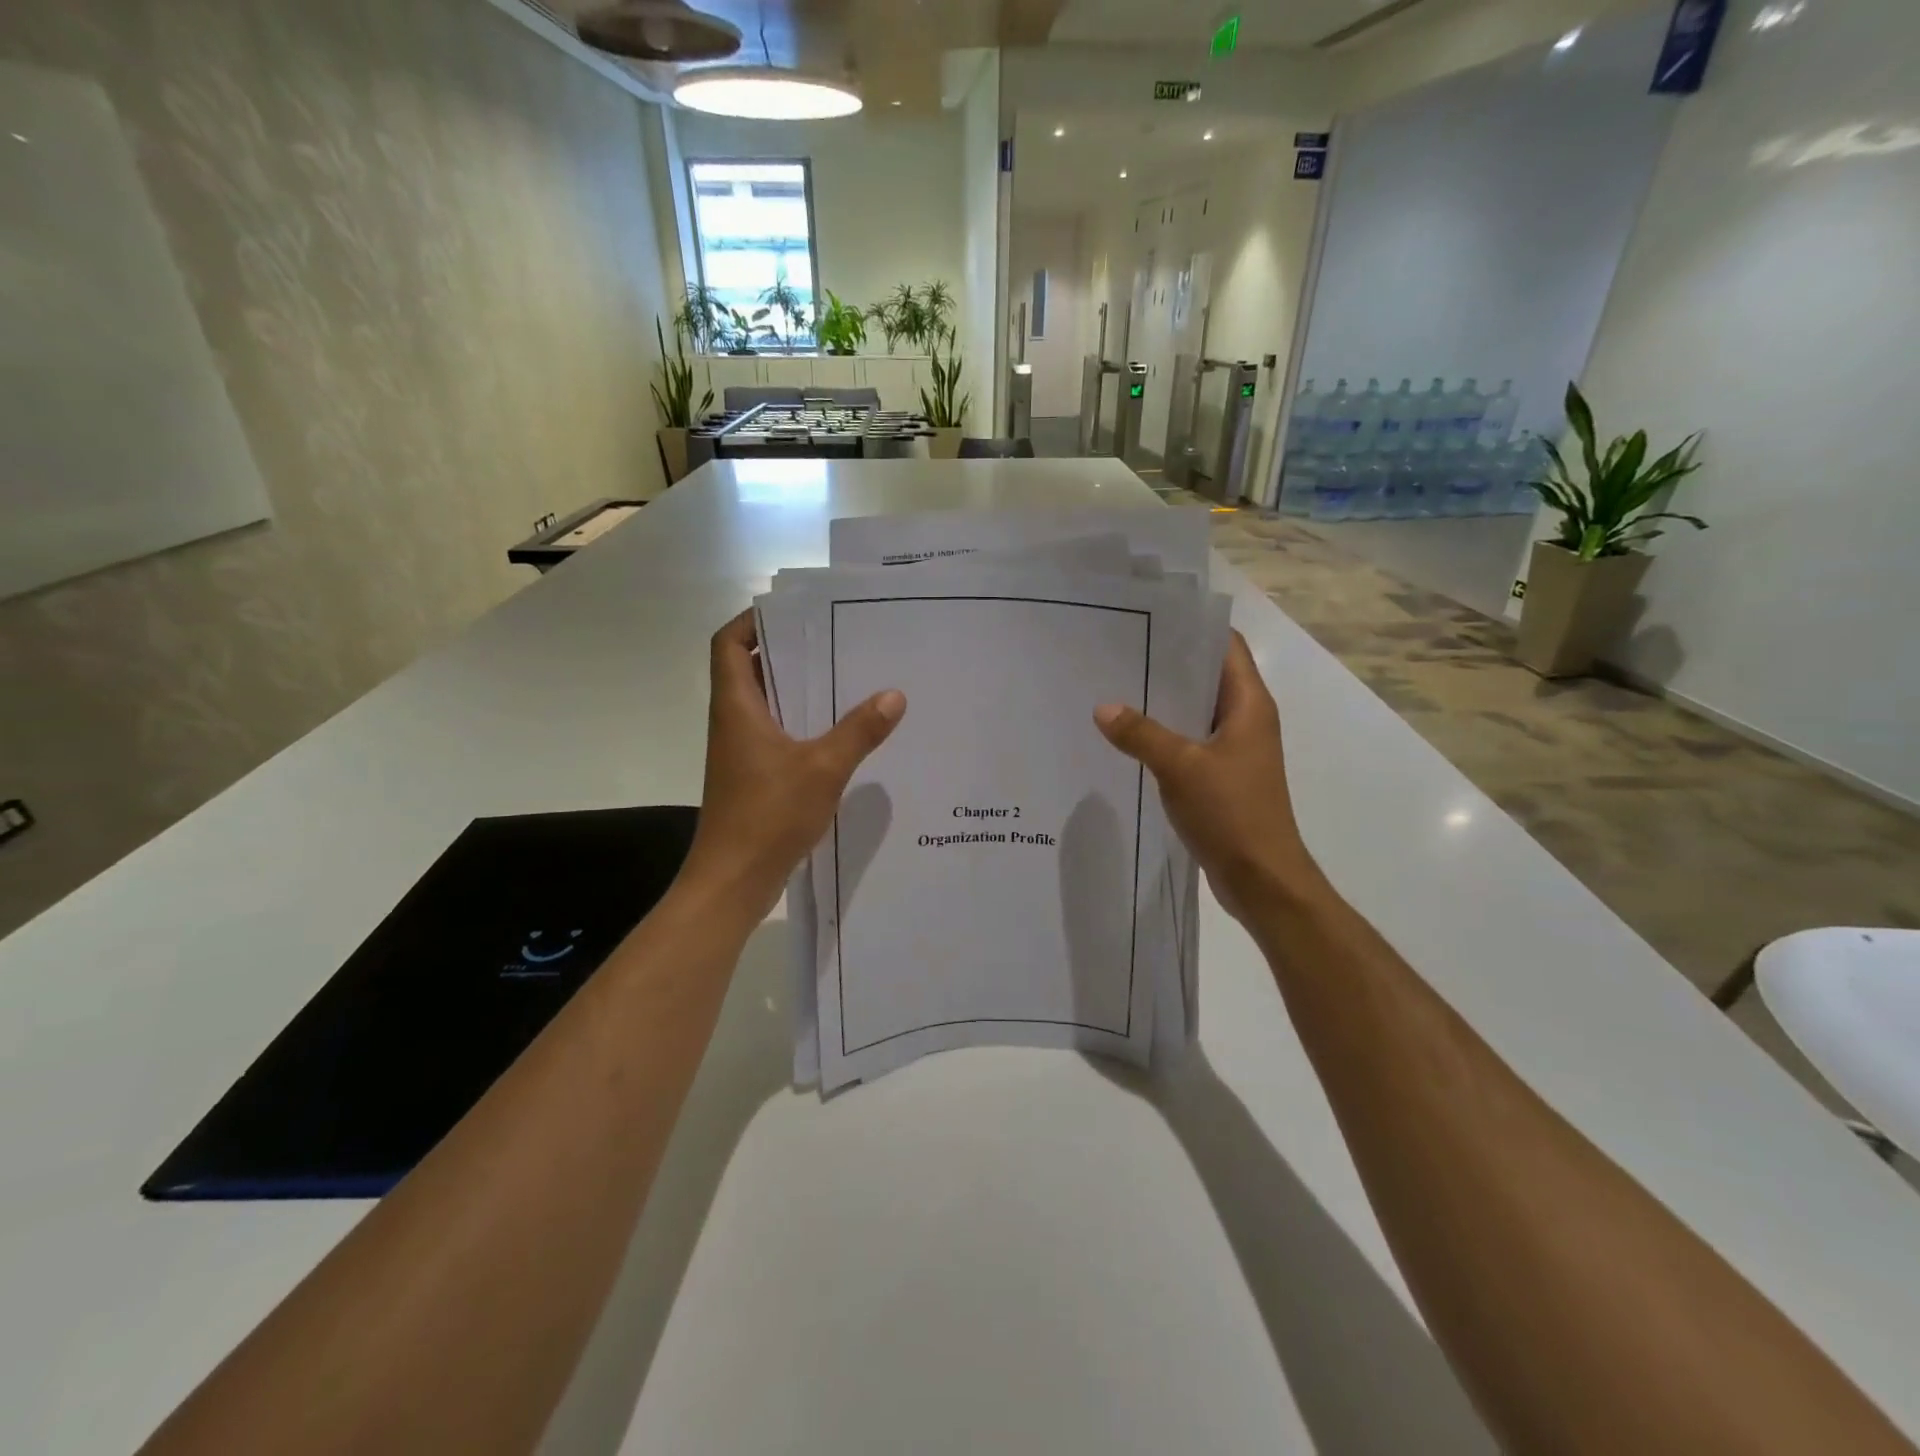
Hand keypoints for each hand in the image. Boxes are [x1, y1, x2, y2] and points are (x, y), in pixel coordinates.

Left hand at [680, 611, 905, 922]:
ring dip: (799, 689)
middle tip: (836, 639)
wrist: (734, 880)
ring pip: (767, 704)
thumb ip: (859, 731)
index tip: (793, 613)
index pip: (728, 645)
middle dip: (789, 651)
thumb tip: (894, 695)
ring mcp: (741, 751)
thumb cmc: (768, 815)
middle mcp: (733, 722)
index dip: (752, 622)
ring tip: (846, 677)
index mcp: (737, 707)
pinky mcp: (753, 776)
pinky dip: (802, 723)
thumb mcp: (823, 768)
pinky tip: (841, 731)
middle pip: (751, 670)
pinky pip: (777, 734)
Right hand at [1093, 631, 1319, 921]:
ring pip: (1195, 713)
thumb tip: (1103, 707)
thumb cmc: (1232, 813)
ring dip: (1162, 703)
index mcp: (1250, 705)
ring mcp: (1235, 751)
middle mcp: (1246, 721)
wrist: (1262, 879)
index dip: (1192, 629)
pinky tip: (1127, 738)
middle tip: (1117, 654)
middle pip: (1207, 677)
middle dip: (1167, 665)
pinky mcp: (1221, 778)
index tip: (1148, 620)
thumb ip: (1141, 734)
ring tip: (1115, 689)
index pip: (1226, 647)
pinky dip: (1163, 736)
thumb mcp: (1181, 768)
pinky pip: (1189, 744)